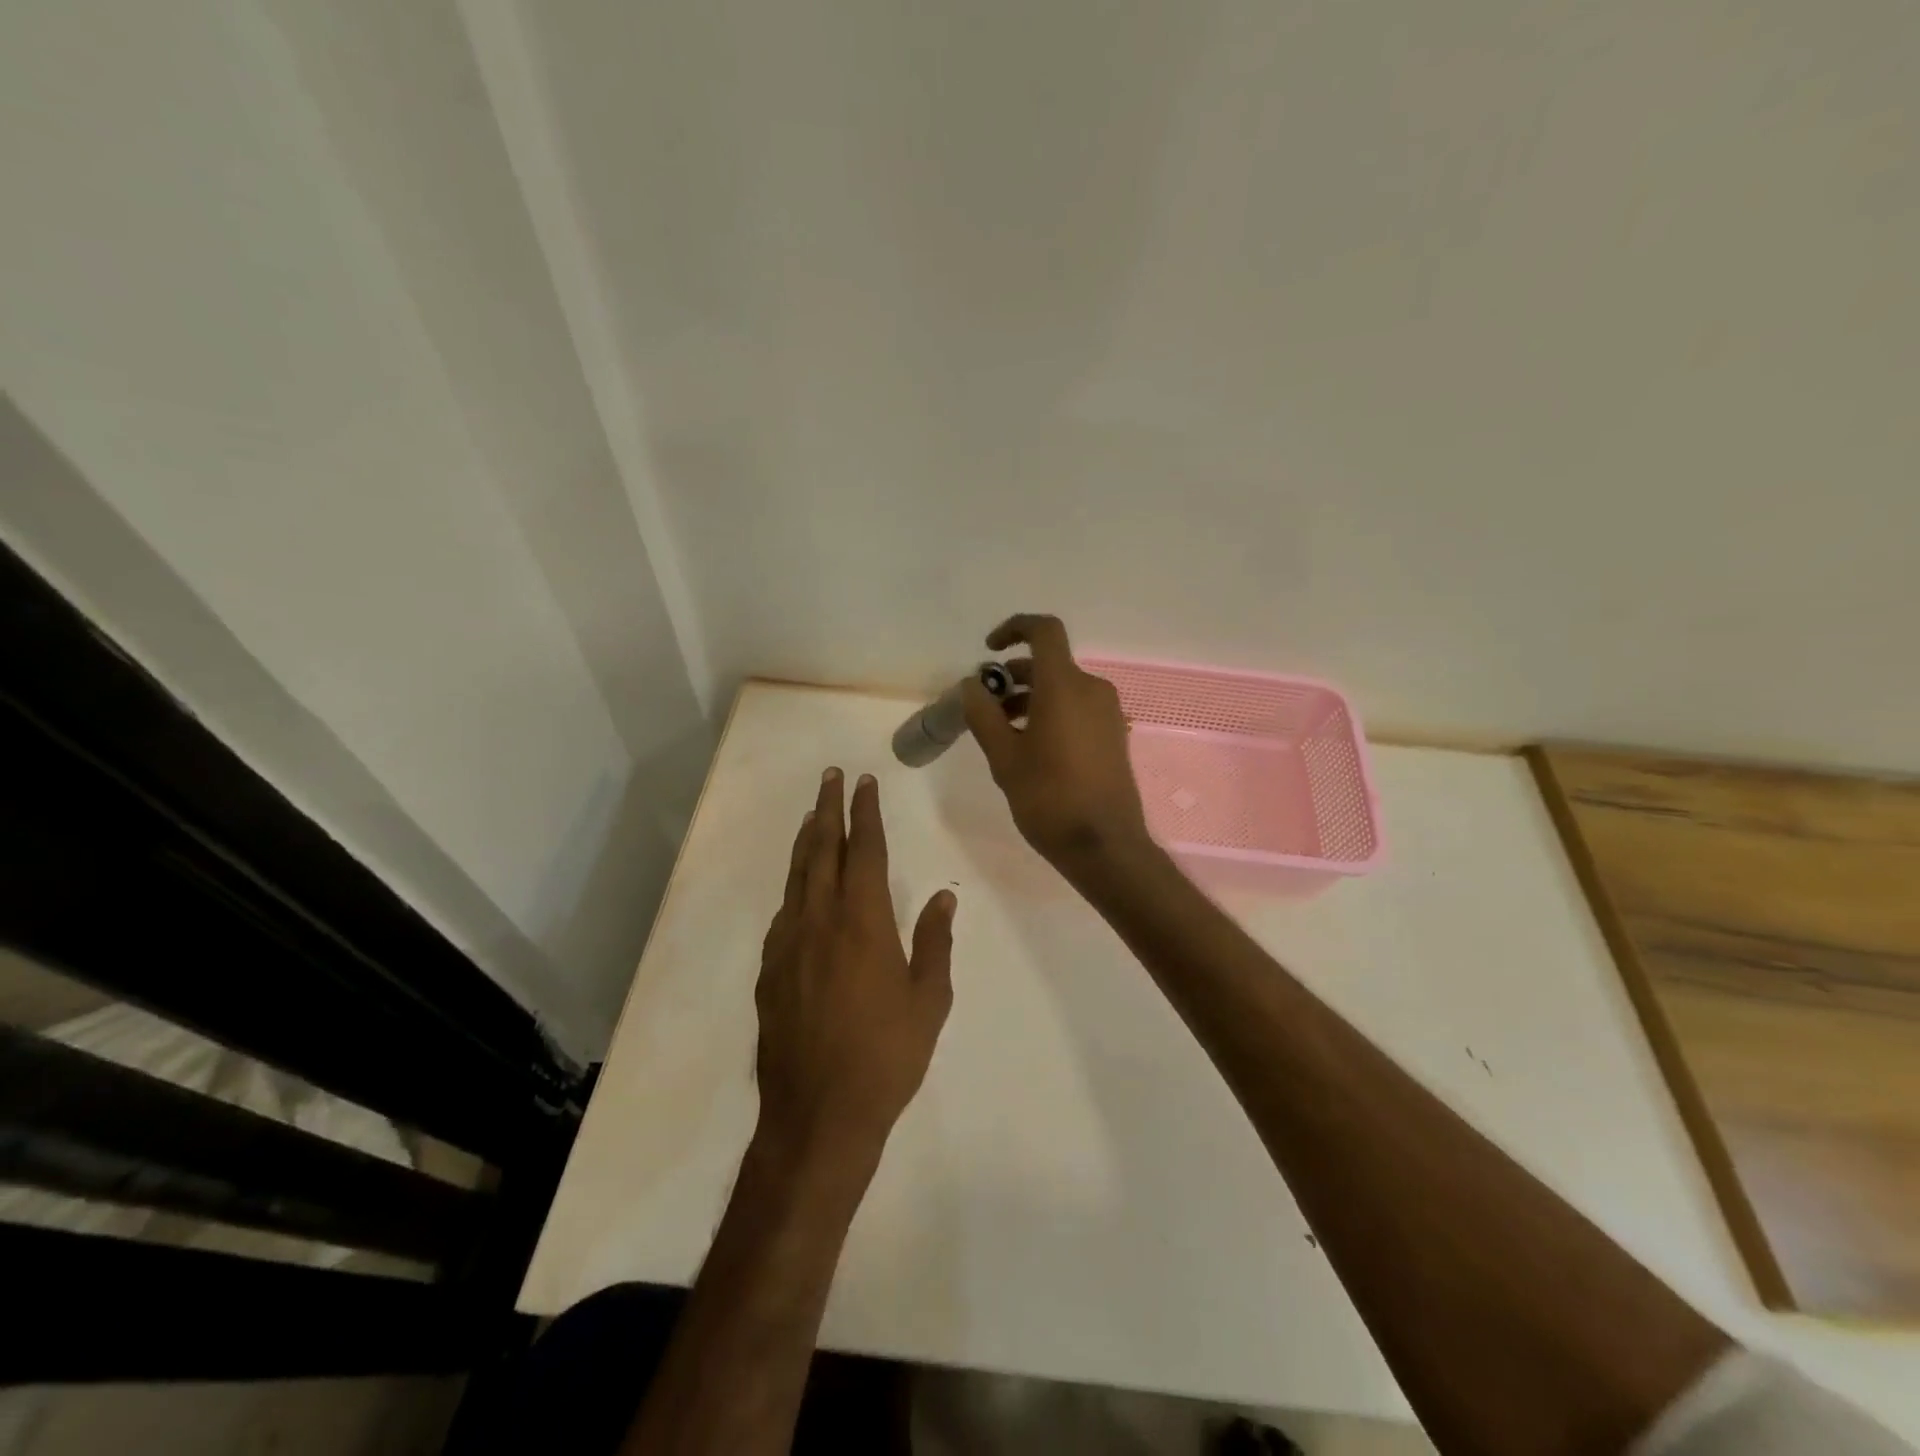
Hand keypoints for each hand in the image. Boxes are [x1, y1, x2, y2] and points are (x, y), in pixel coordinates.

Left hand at [754, 768, 955, 1167]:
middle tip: (830, 777)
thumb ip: (934, 943)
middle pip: (822, 850)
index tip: (864, 782)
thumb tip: (942, 897)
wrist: (818, 1114)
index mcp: (863, 922)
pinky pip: (783, 913)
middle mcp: (820, 921)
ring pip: (796, 877)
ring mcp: (788, 945)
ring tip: (812, 815)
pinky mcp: (769, 971)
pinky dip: (793, 887)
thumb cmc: (886, 1056)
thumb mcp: (928, 1001)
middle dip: (828, 809)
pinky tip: (799, 887)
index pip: (865, 851)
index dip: (865, 812)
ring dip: (806, 840)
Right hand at [961, 613, 1152, 875]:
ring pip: (1062, 688)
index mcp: (1064, 686)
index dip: (1014, 629)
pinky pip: (1078, 708)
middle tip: (985, 708)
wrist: (1104, 845)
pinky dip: (1051, 713)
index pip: (1043, 631)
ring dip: (1030, 698)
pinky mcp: (1114, 735)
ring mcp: (1108, 713)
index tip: (989, 650)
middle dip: (1013, 677)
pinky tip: (1032, 749)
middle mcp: (1092, 689)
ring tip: (1002, 733)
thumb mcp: (1004, 758)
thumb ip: (983, 715)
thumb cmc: (1049, 798)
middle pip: (1049, 663)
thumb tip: (971, 685)